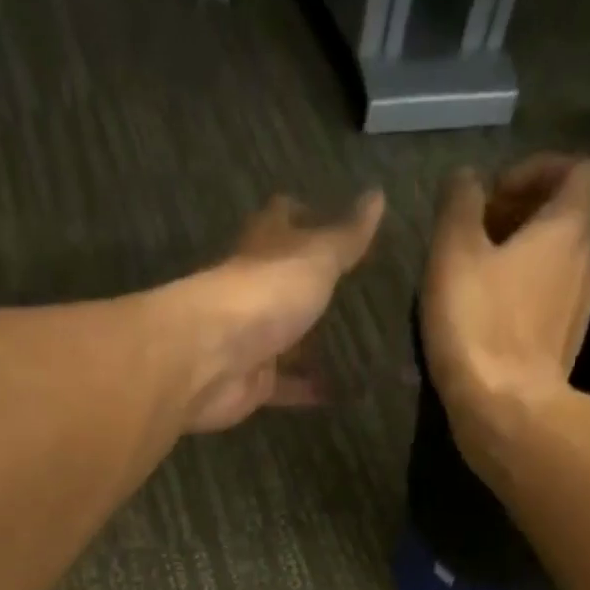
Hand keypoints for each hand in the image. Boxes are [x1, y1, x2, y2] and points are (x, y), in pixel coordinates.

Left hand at [175, 190, 383, 433]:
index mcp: (264, 249)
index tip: (335, 219)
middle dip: (312, 289)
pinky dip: (311, 390)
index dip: (306, 215)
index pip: (283, 219)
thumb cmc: (263, 295)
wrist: (211, 359)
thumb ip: (347, 237)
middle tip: (356, 295)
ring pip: (287, 340)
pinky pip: (288, 387)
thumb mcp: (316, 258)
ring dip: (313, 345)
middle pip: (285, 285)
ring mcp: (252, 341)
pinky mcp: (253, 384)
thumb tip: (378, 195)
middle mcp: (254, 292)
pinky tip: (344, 394)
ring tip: (359, 349)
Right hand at [420, 155, 589, 476]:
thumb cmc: (479, 326)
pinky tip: (490, 323)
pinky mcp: (565, 348)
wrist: (506, 411)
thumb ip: (459, 205)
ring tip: (479, 282)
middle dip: (523, 218)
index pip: (576, 169)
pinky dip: (525, 300)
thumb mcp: (453, 254)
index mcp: (568, 226)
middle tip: (477, 239)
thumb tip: (465, 179)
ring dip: (523, 262)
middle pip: (565, 219)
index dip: (537, 171)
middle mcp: (588, 260)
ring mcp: (581, 308)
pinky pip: (549, 306)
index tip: (494, 195)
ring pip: (556, 265)